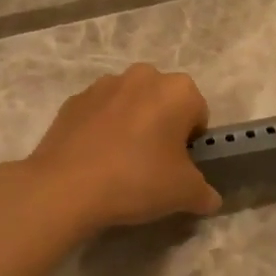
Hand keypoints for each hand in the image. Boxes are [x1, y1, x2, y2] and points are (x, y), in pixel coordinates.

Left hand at [19, 64, 221, 234]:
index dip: (192, 144)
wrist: (65, 187)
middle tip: (153, 165)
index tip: (178, 167)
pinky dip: (102, 130)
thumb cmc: (137, 180)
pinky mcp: (73, 100)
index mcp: (178, 90)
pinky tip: (95, 161)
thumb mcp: (184, 194)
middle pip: (164, 103)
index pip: (198, 115)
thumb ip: (204, 193)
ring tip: (120, 164)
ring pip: (130, 105)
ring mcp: (104, 85)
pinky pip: (99, 114)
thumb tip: (209, 199)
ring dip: (132, 125)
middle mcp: (143, 76)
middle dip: (162, 127)